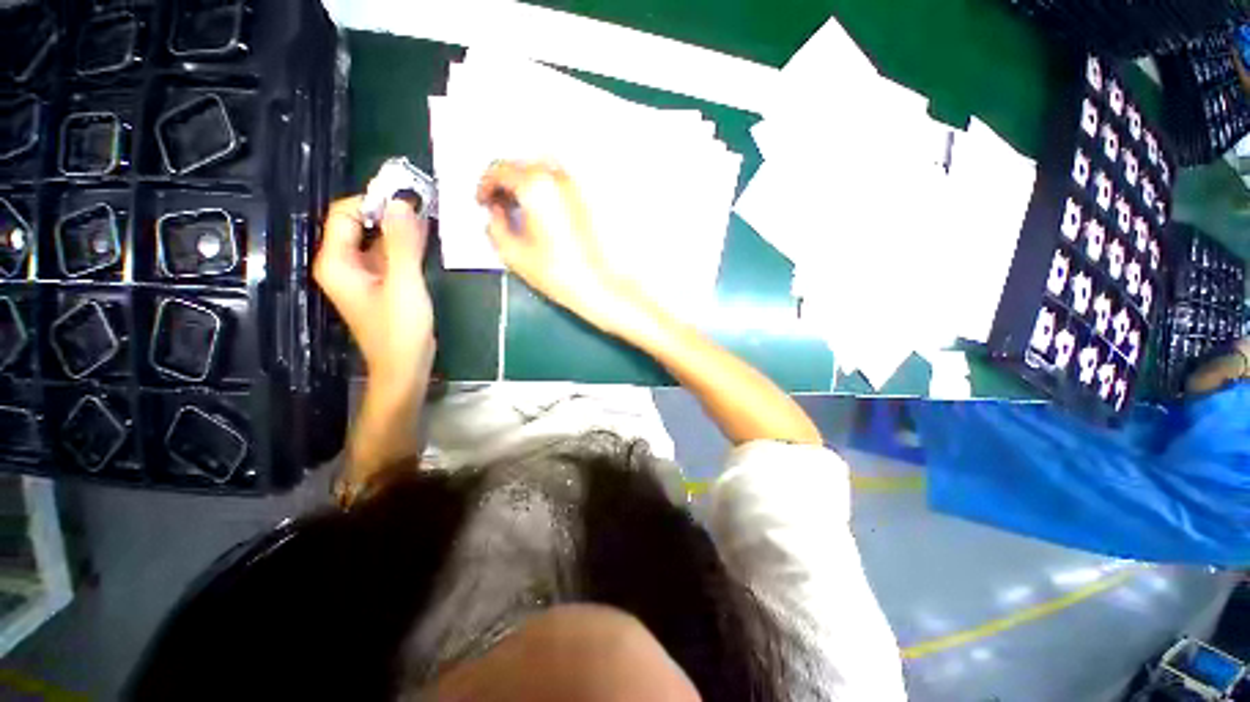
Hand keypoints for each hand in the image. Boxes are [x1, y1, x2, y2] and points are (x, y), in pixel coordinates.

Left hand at [314, 196, 435, 396]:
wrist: (405, 366)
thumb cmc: (400, 330)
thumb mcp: (405, 283)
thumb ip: (403, 243)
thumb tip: (402, 202)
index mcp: (337, 261)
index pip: (346, 213)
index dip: (374, 201)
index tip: (407, 197)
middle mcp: (343, 264)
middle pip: (360, 224)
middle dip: (389, 213)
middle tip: (422, 206)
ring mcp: (362, 275)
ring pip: (376, 239)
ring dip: (399, 229)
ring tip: (427, 219)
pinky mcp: (379, 284)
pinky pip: (387, 255)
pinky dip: (404, 245)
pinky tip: (424, 241)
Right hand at [477, 161, 634, 329]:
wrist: (603, 285)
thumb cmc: (564, 274)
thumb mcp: (514, 254)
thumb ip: (494, 227)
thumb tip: (494, 214)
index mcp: (535, 186)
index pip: (499, 169)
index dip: (485, 186)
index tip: (483, 201)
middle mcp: (559, 178)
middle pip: (522, 165)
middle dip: (506, 183)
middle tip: (499, 204)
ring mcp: (579, 186)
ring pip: (543, 170)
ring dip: (527, 183)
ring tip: (522, 207)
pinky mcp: (591, 198)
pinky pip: (562, 182)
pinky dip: (547, 188)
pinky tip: (545, 211)